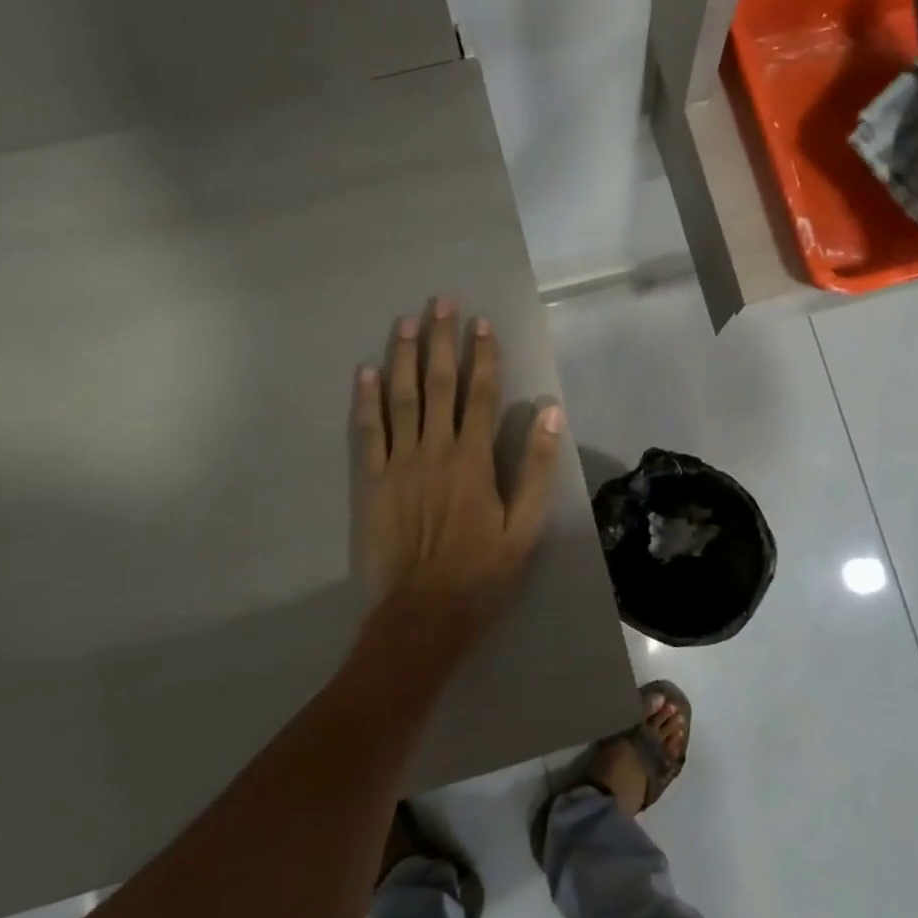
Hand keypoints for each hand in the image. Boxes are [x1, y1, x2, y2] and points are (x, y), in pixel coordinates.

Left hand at [352, 298, 564, 646]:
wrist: (423, 614)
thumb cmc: (481, 572)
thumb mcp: (525, 526)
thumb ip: (536, 467)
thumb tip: (550, 412)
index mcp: (473, 459)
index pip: (480, 393)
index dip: (483, 355)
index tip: (482, 322)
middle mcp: (435, 450)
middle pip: (438, 384)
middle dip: (441, 340)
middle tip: (440, 302)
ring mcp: (399, 463)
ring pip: (402, 398)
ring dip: (405, 357)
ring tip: (406, 322)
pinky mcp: (372, 481)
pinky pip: (368, 431)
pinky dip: (367, 400)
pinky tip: (366, 371)